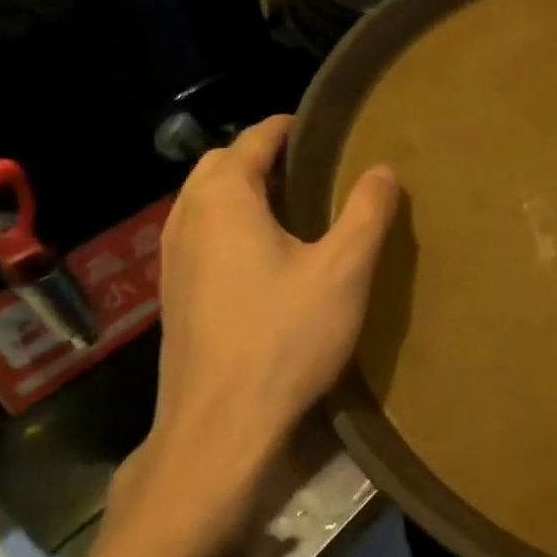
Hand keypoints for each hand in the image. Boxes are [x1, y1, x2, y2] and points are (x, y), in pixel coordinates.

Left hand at [107, 115, 398, 556]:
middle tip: (315, 167)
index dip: (288, 127)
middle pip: (220, 165)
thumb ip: (367, 211)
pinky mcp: (176, 296)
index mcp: (223, 201)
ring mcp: (173, 261)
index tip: (325, 127)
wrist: (221, 429)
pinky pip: (202, 235)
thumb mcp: (344, 269)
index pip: (252, 139)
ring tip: (296, 206)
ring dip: (244, 191)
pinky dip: (231, 224)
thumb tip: (383, 169)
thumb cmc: (285, 338)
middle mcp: (188, 220)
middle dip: (262, 156)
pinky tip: (269, 257)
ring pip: (206, 202)